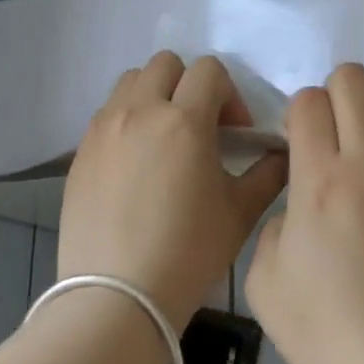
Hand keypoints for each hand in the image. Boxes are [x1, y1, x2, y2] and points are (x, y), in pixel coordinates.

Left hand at [59, 52, 287, 331]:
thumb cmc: (188, 254)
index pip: (210, 70)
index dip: (229, 94)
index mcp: (184, 121)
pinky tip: (136, 162)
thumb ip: (268, 173)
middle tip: (200, 127)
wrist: (116, 299)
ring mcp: (104, 128)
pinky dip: (127, 119)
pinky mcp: (81, 150)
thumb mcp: (240, 213)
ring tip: (164, 137)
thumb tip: (283, 152)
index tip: (234, 132)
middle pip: (166, 63)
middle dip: (190, 85)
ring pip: (131, 81)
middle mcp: (140, 111)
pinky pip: (107, 112)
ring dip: (155, 95)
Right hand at [244, 64, 363, 363]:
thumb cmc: (328, 334)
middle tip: (337, 135)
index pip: (308, 101)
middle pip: (353, 78)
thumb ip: (273, 223)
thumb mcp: (265, 282)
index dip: (298, 115)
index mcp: (319, 178)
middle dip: (336, 96)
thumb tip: (298, 202)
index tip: (299, 143)